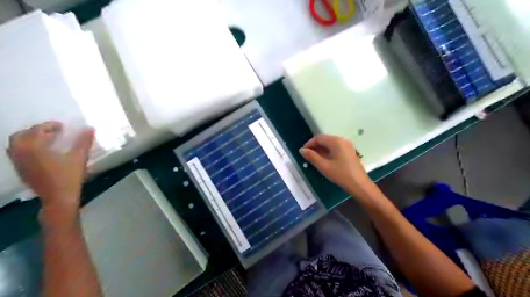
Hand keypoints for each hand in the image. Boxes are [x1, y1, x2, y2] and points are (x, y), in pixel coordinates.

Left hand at [7, 121, 93, 210]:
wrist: (58, 198)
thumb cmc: (69, 177)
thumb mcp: (79, 158)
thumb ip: (84, 142)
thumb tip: (90, 128)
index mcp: (33, 148)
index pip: (37, 130)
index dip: (49, 126)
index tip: (62, 126)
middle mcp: (21, 153)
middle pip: (21, 136)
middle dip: (36, 131)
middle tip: (52, 131)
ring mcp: (18, 163)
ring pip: (16, 145)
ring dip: (30, 139)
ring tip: (47, 140)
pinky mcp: (21, 171)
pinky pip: (18, 154)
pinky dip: (27, 148)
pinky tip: (42, 153)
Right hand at [300, 134, 373, 196]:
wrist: (359, 184)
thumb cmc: (340, 174)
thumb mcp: (323, 166)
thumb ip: (312, 156)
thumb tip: (301, 150)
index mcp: (336, 141)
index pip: (319, 138)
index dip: (309, 143)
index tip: (303, 152)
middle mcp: (342, 140)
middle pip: (325, 139)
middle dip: (315, 146)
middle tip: (307, 156)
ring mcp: (347, 146)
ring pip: (330, 144)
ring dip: (321, 149)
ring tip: (314, 159)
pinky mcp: (349, 152)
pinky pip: (335, 148)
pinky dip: (328, 152)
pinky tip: (324, 160)